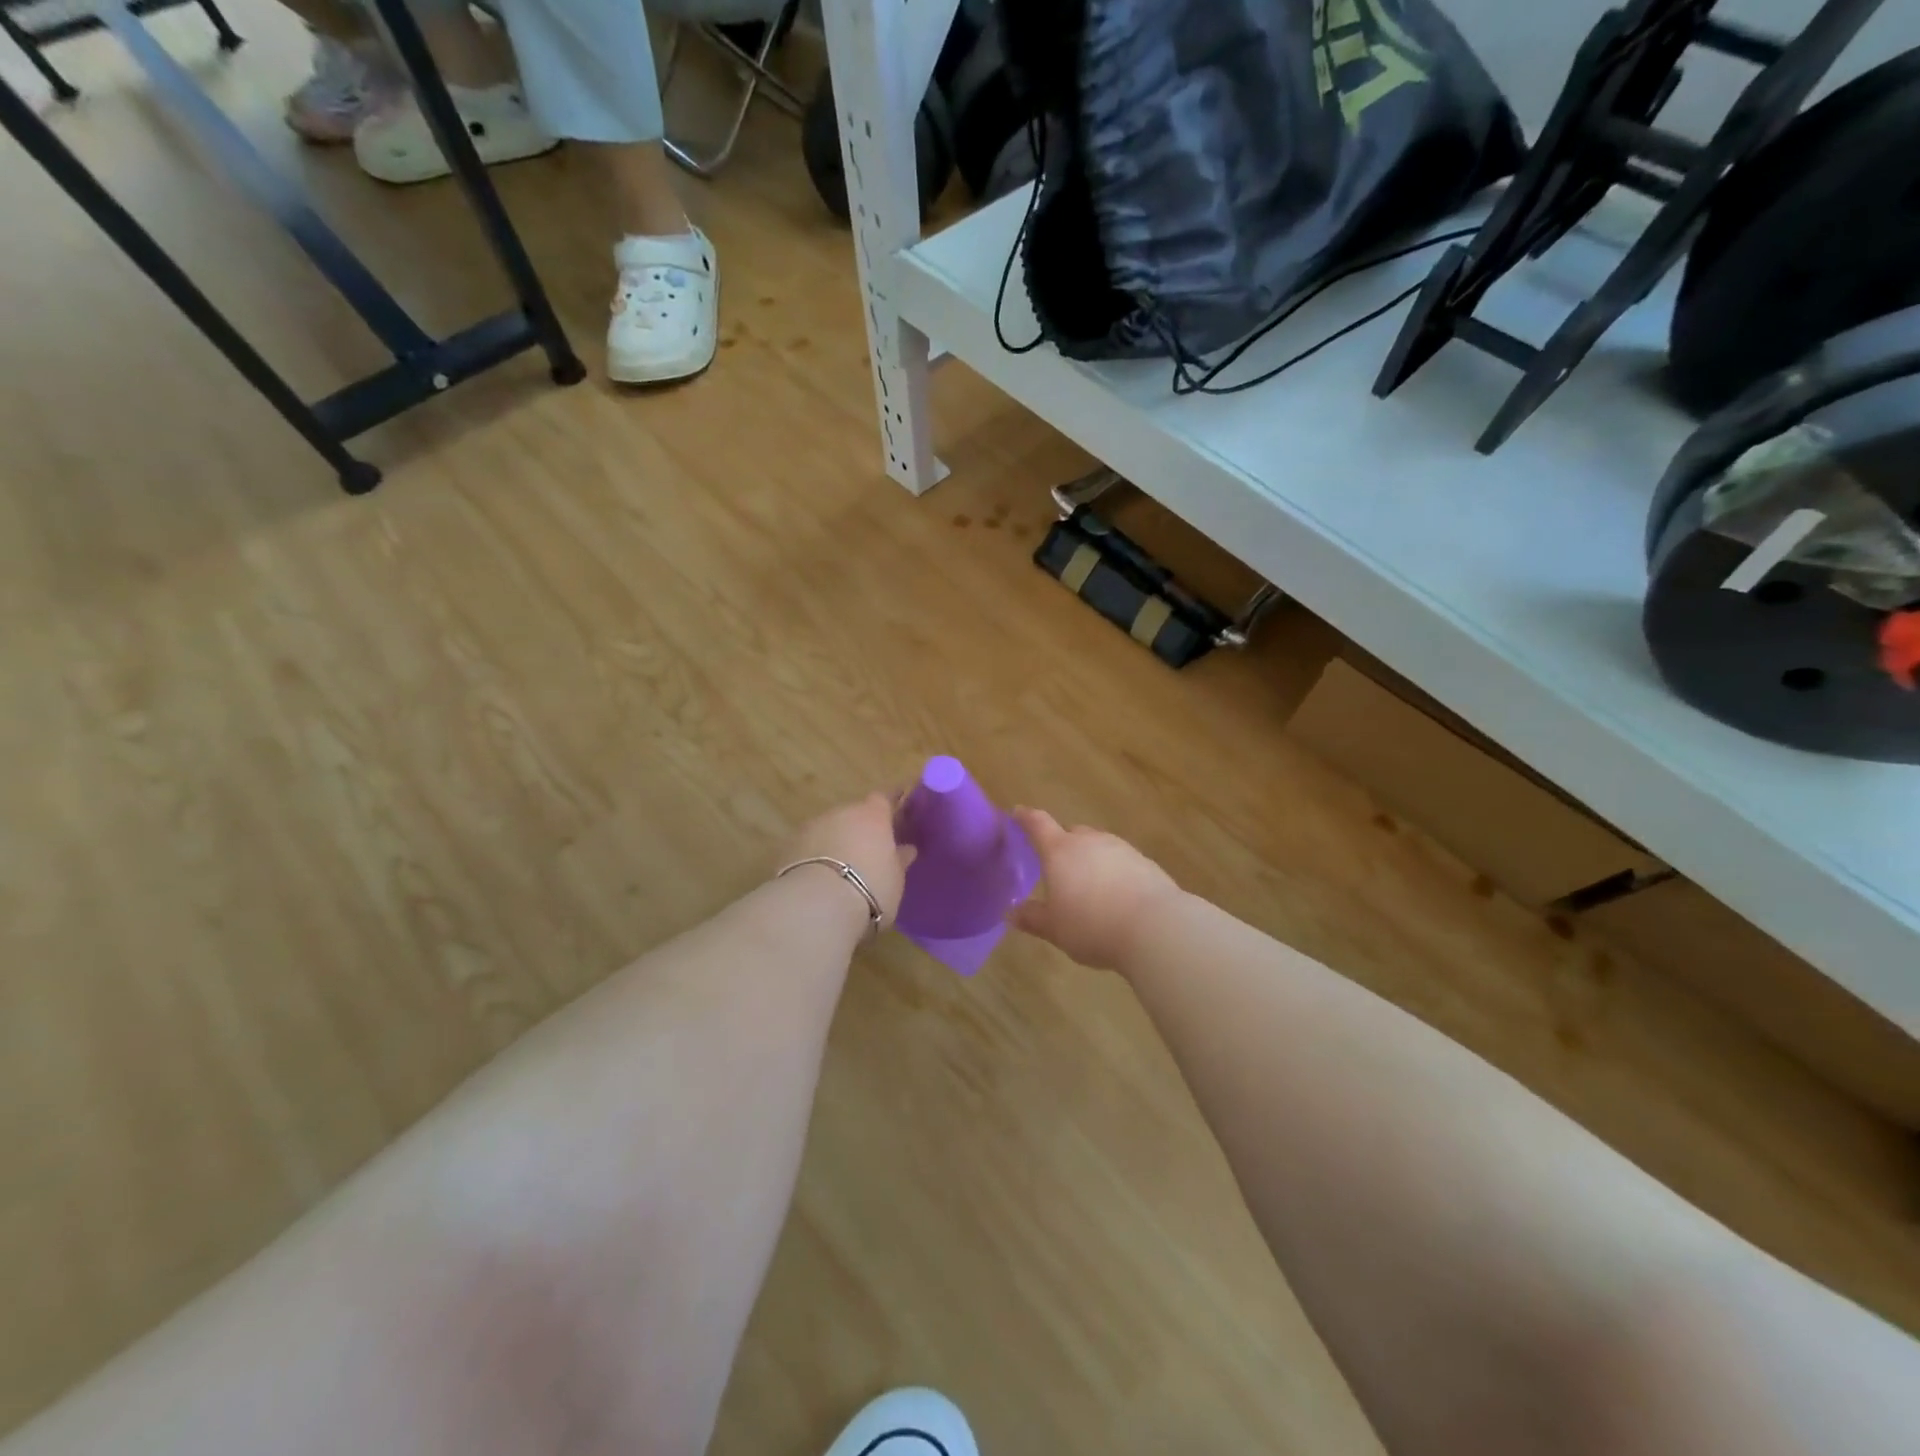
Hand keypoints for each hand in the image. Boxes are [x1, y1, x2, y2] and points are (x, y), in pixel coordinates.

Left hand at [782, 792, 915, 927]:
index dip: (890, 803)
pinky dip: (815, 857)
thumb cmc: (870, 889)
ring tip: (842, 870)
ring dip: (836, 842)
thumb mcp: (895, 879)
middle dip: (860, 829)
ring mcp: (812, 827)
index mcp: (872, 816)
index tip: (897, 807)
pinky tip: (819, 879)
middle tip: (869, 851)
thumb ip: (899, 860)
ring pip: (829, 830)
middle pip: (854, 814)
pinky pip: (809, 847)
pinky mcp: (788, 847)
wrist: (816, 906)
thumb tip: (906, 849)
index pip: (884, 799)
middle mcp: (841, 813)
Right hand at [1008, 808, 1182, 971]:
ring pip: (1098, 845)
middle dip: (1062, 844)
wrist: (1155, 927)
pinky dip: (1113, 871)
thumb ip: (1033, 918)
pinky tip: (1116, 895)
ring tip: (1088, 884)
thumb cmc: (1092, 926)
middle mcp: (1090, 841)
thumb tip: (1012, 912)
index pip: (1037, 824)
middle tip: (1056, 865)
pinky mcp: (1145, 862)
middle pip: (1071, 832)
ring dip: (1090, 858)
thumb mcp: (1055, 928)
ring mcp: (1121, 848)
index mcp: (1060, 851)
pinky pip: (1121, 860)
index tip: (1017, 813)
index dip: (1025, 818)